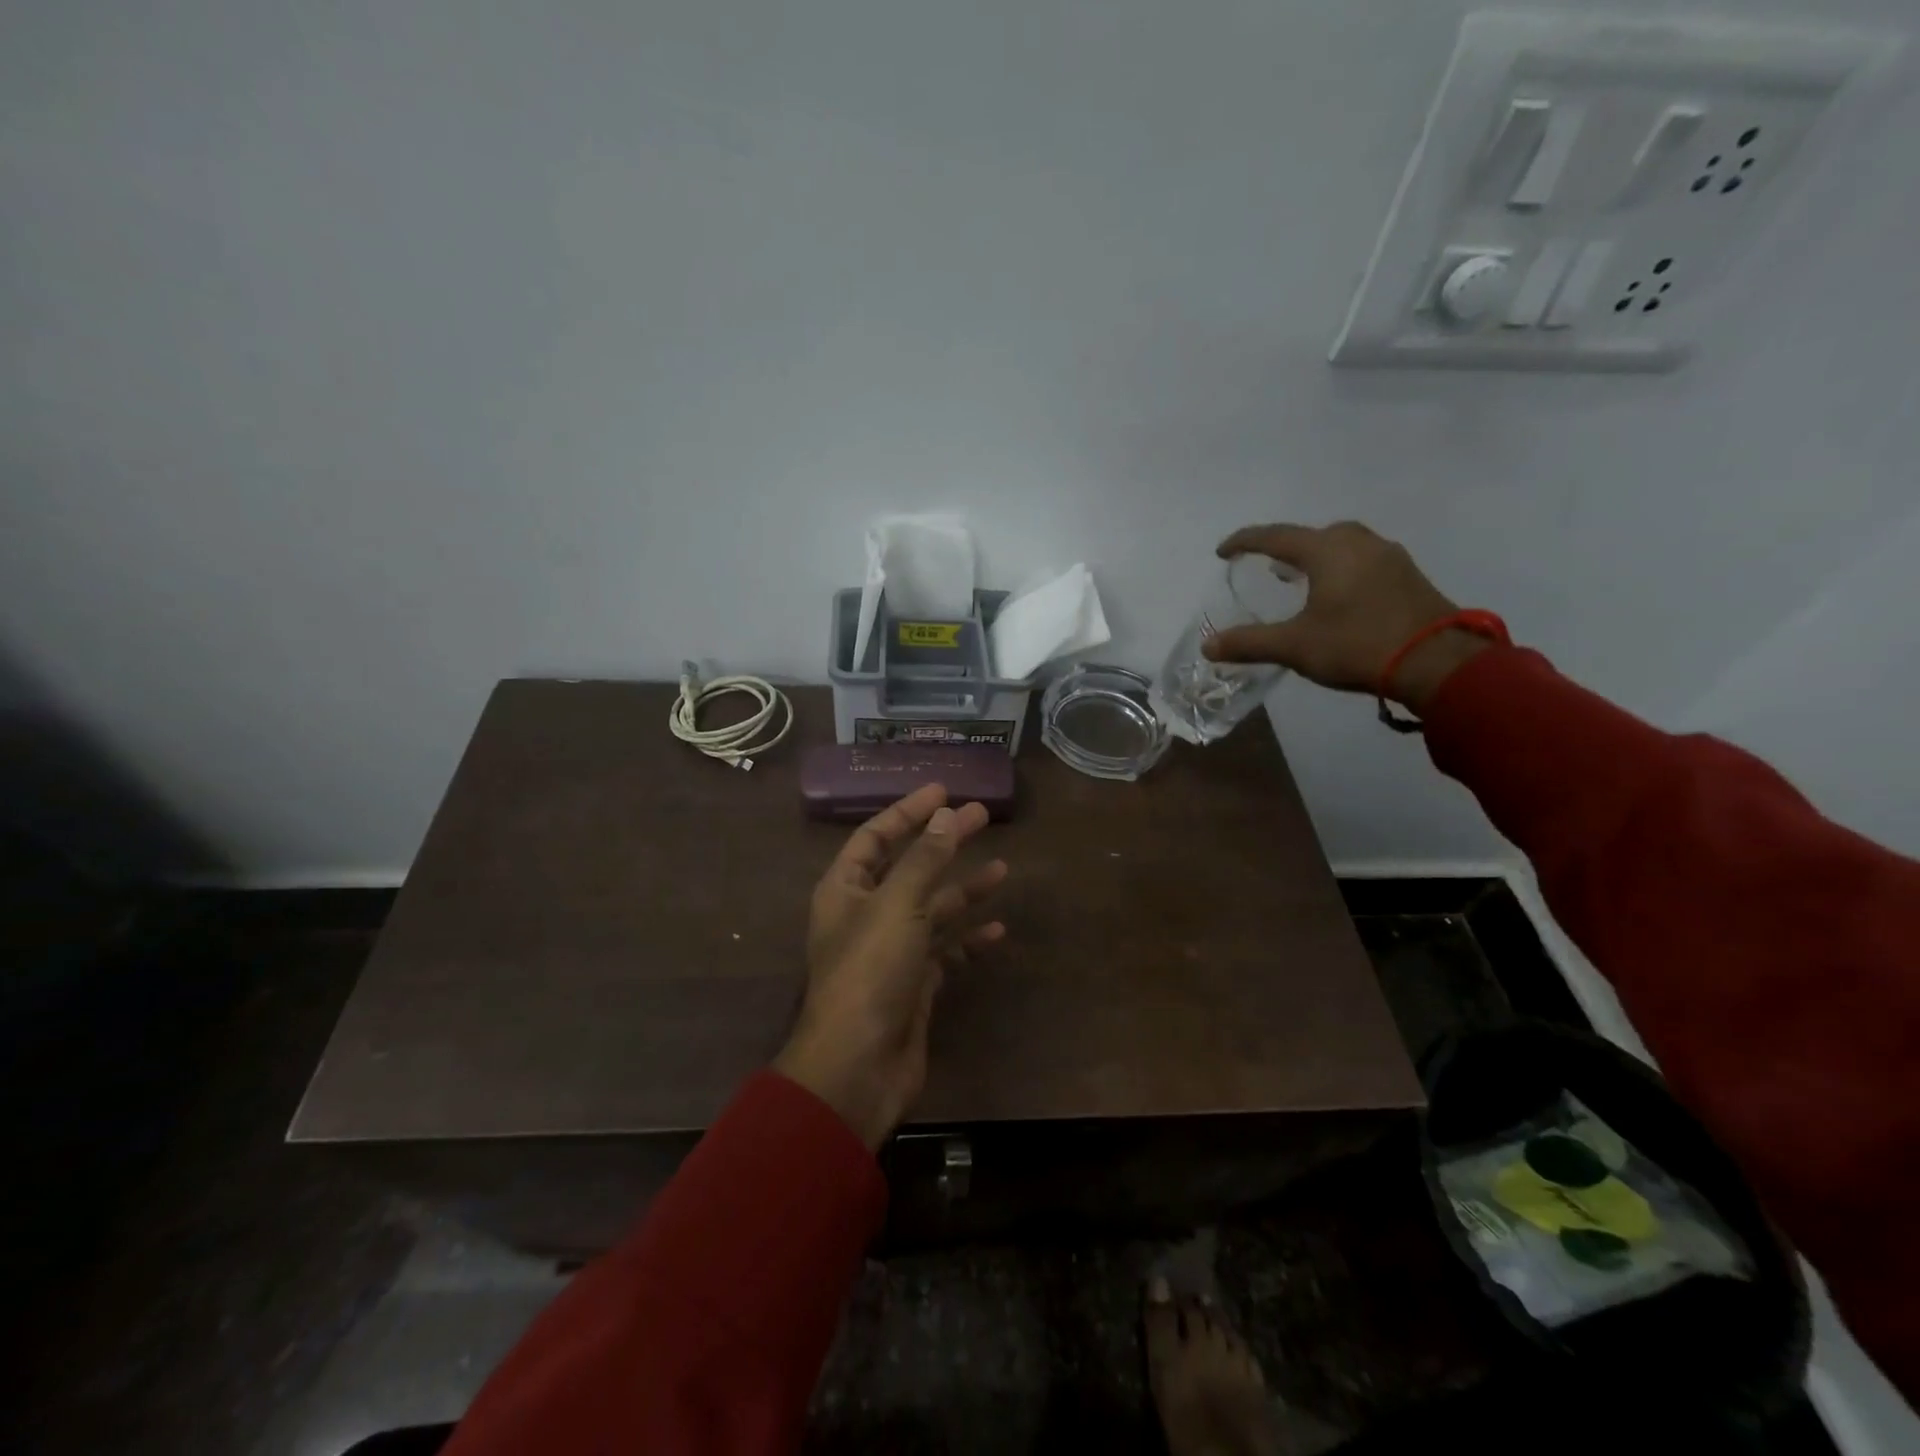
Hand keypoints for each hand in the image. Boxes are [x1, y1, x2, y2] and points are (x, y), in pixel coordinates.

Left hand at [775, 784, 1006, 1148]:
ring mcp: (891, 951)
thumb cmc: (870, 972)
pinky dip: (969, 941)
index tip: (943, 789)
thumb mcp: (897, 905)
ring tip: (1002, 868)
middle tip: (982, 816)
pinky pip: (946, 953)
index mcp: (846, 889)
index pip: (875, 836)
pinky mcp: (914, 985)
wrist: (858, 1067)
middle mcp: (867, 914)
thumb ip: (923, 859)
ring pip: (932, 909)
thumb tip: (946, 814)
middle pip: (910, 866)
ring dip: (964, 889)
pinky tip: (997, 932)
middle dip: (944, 842)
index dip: (907, 811)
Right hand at [1204, 521, 1489, 712]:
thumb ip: (1249, 643)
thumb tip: (1208, 646)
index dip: (1245, 542)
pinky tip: (1340, 592)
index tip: (1223, 551)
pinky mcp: (1408, 575)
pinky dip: (1342, 567)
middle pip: (1313, 534)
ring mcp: (1389, 556)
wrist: (1437, 661)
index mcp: (1327, 551)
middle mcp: (1358, 543)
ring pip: (1343, 543)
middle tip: (1268, 566)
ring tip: (1302, 577)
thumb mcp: (1295, 646)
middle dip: (1286, 546)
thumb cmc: (1357, 645)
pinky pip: (1364, 559)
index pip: (1275, 536)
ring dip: (1317, 555)